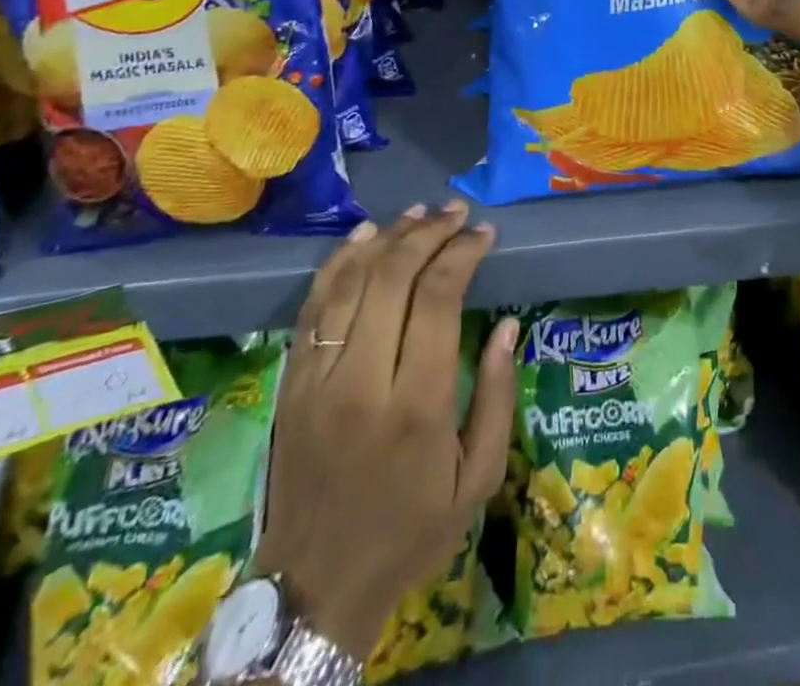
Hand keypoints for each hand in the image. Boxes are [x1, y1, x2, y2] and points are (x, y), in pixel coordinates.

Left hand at [256, 202, 517, 655]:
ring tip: (419, 213)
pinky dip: (339, 263)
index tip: (484, 234)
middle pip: (392, 278)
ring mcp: (317, 378)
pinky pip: (314, 306)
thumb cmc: (410, 530)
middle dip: (429, 233)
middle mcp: (361, 380)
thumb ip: (496, 396)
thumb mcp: (478, 478)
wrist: (315, 586)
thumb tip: (508, 325)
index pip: (436, 299)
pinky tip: (364, 236)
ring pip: (350, 282)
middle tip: (457, 213)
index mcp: (414, 405)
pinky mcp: (291, 382)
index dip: (461, 254)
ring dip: (387, 237)